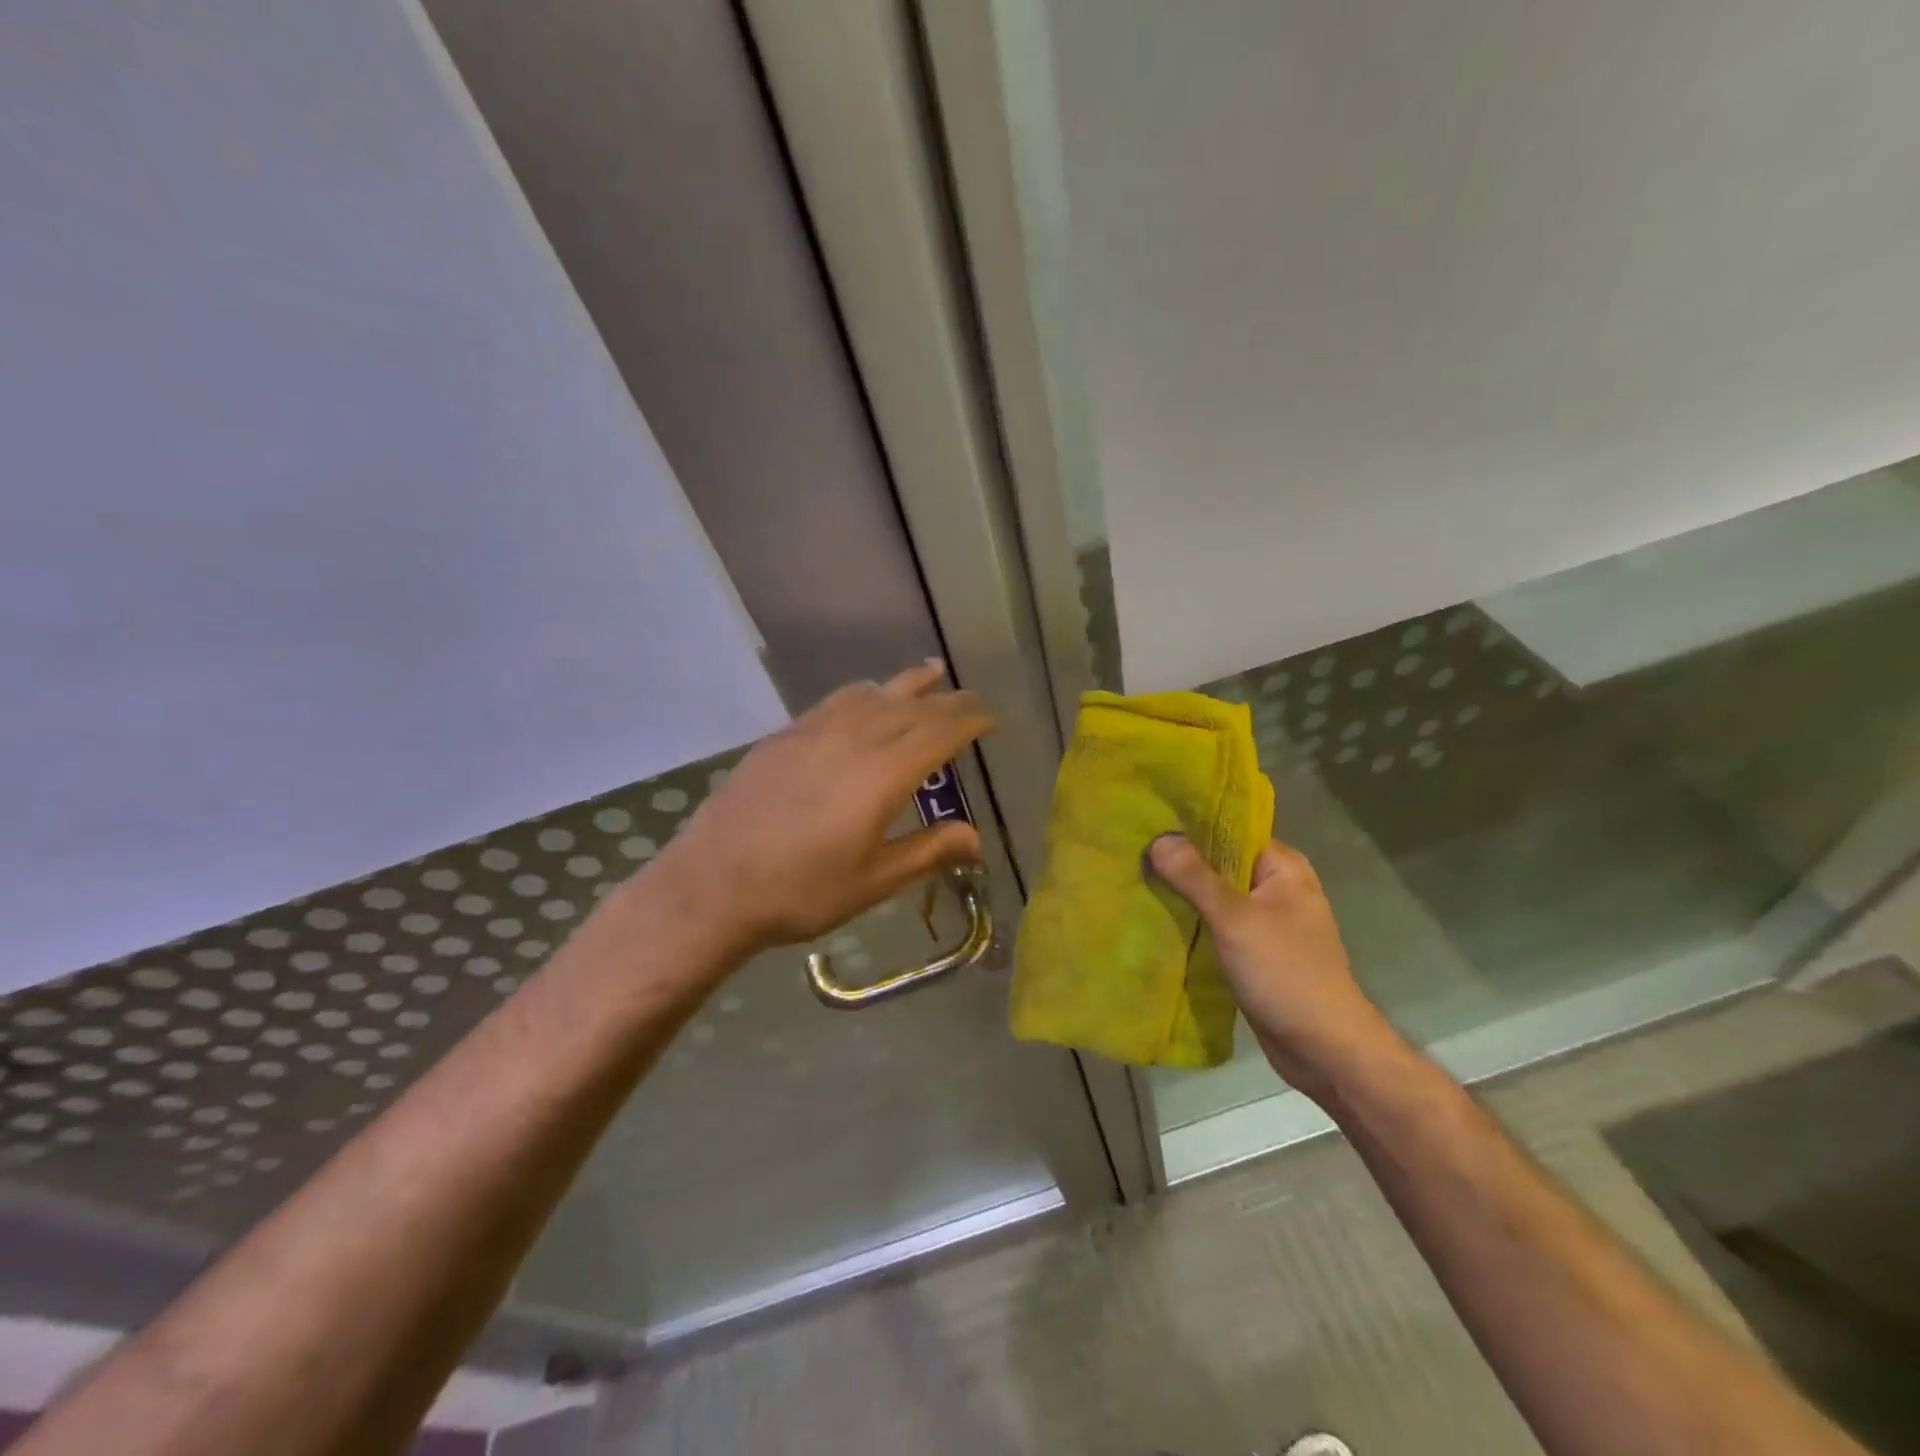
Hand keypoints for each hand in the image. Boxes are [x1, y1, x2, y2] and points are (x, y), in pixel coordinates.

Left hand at [652, 662, 992, 955]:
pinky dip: (864, 693)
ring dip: (907, 684)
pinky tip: (865, 698)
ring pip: (873, 694)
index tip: (989, 718)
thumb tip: (976, 839)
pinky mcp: (784, 736)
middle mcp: (854, 739)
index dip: (969, 720)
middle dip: (947, 701)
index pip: (940, 731)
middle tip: (969, 700)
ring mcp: (814, 731)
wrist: (713, 884)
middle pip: (912, 707)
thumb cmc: (802, 891)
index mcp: (884, 774)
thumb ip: (928, 851)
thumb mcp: (875, 881)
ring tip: (930, 674)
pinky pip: (836, 701)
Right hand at [1147, 834, 1400, 1100]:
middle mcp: (1276, 887)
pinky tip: (1156, 918)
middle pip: (1219, 862)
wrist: (1324, 1049)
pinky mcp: (1254, 951)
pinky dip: (1191, 922)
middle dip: (1179, 861)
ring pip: (1215, 896)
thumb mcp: (1235, 919)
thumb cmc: (1285, 973)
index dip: (1189, 824)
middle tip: (1132, 851)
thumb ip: (1195, 877)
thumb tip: (1159, 837)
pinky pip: (1216, 924)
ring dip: (1182, 893)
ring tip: (1134, 880)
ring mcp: (1265, 920)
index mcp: (1282, 867)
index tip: (1147, 822)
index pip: (1230, 829)